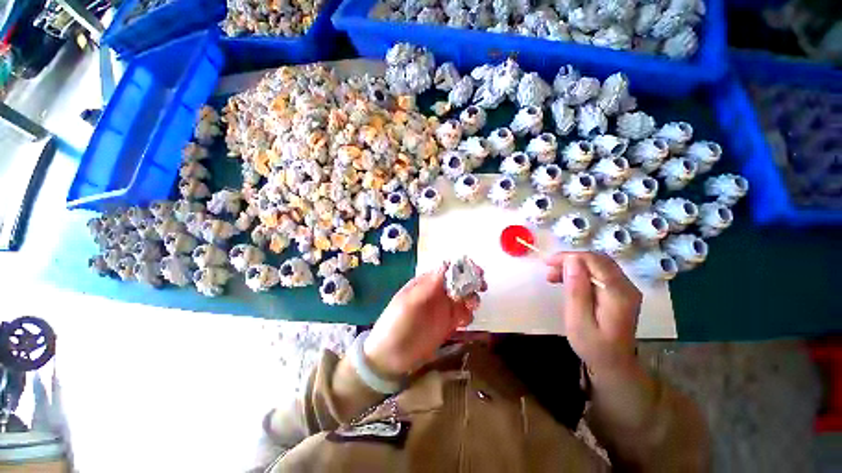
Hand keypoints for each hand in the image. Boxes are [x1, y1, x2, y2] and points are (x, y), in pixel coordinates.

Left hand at [364, 263, 484, 377]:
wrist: (390, 357)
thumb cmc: (396, 325)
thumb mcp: (408, 304)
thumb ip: (427, 287)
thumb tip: (445, 265)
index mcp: (425, 283)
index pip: (446, 270)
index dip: (461, 268)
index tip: (475, 271)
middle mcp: (436, 293)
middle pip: (458, 281)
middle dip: (471, 281)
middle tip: (481, 286)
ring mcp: (443, 309)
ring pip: (464, 297)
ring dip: (472, 298)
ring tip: (471, 306)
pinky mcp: (448, 325)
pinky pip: (463, 315)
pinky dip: (468, 315)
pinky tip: (464, 322)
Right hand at [545, 252, 641, 377]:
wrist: (615, 364)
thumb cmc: (593, 346)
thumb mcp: (578, 320)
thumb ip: (576, 290)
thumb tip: (572, 260)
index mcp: (618, 293)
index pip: (594, 261)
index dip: (569, 257)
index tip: (547, 263)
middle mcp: (627, 286)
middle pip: (597, 260)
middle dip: (570, 260)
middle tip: (549, 271)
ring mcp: (626, 288)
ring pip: (597, 264)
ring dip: (574, 266)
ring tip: (553, 276)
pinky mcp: (620, 292)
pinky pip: (599, 273)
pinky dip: (580, 273)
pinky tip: (567, 281)